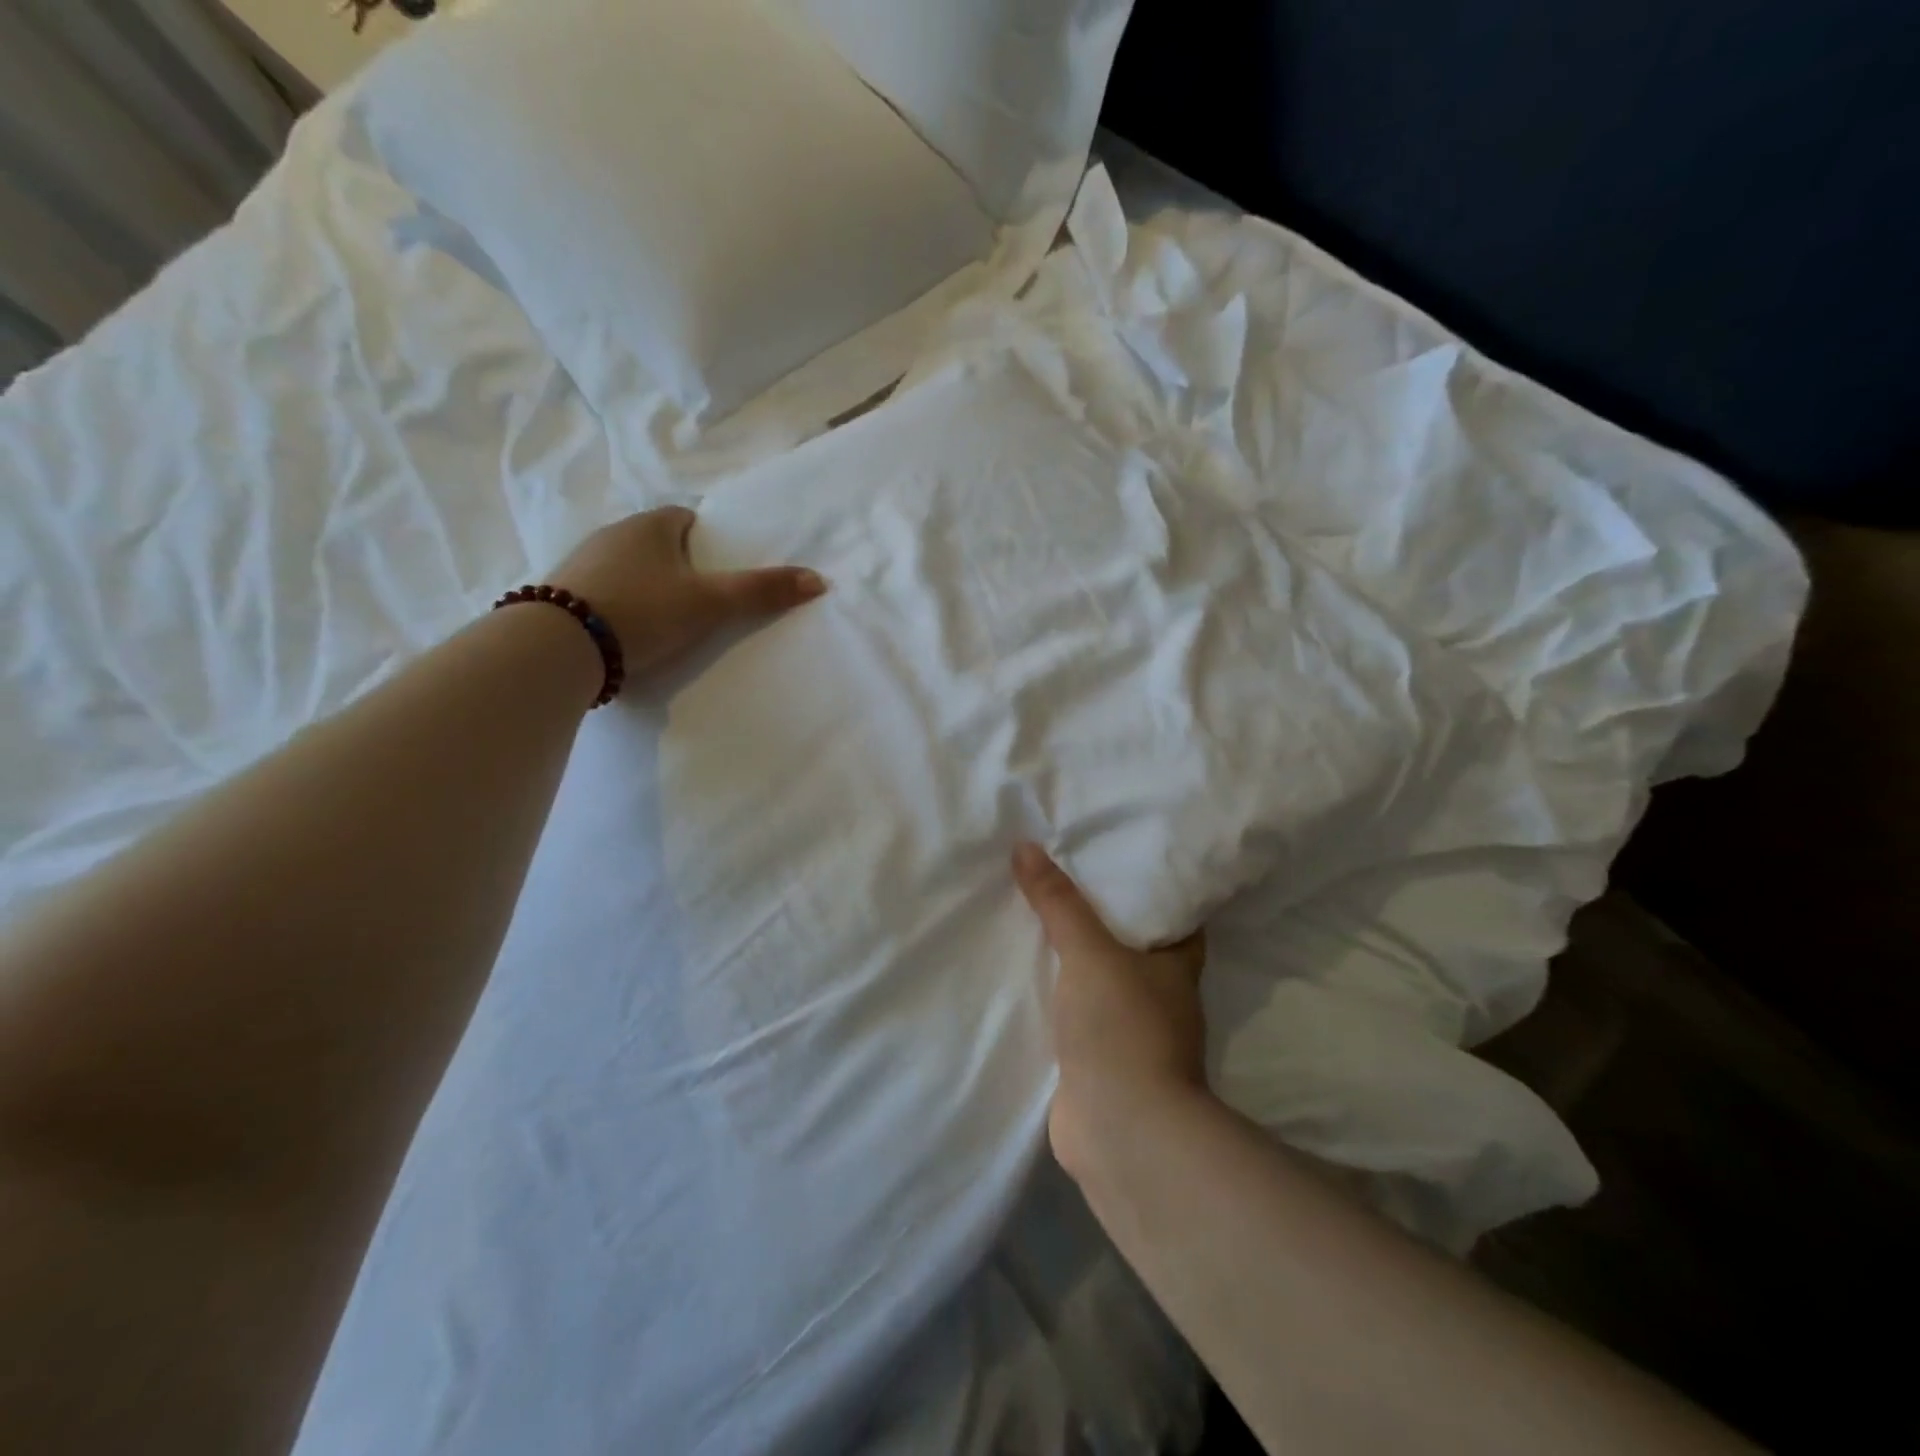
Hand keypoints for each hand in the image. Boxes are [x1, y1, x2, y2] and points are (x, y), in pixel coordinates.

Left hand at [550, 506, 825, 683]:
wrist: (559, 645)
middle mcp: (612, 533)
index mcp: (649, 525)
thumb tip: (818, 580)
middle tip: (700, 602)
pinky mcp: (559, 593)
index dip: (708, 543)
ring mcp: (580, 562)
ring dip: (646, 587)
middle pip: (657, 544)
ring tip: (665, 622)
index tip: (720, 572)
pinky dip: (618, 606)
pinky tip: (627, 633)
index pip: (686, 519)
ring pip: (627, 568)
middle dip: (678, 566)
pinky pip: (601, 592)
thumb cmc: (644, 611)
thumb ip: (761, 592)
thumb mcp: (710, 604)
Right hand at [1012, 843, 1208, 1179]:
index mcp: (1177, 963)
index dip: (1149, 883)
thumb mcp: (1088, 950)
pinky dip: (1057, 994)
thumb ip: (1058, 901)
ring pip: (1101, 978)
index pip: (1172, 911)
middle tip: (1062, 876)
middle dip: (1101, 916)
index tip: (1116, 854)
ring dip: (1075, 957)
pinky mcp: (1100, 1059)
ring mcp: (1131, 1030)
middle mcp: (1161, 994)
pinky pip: (1076, 1011)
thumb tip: (1025, 846)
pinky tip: (1026, 974)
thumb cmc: (1121, 1026)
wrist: (1121, 1130)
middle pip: (1132, 942)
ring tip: (1036, 915)